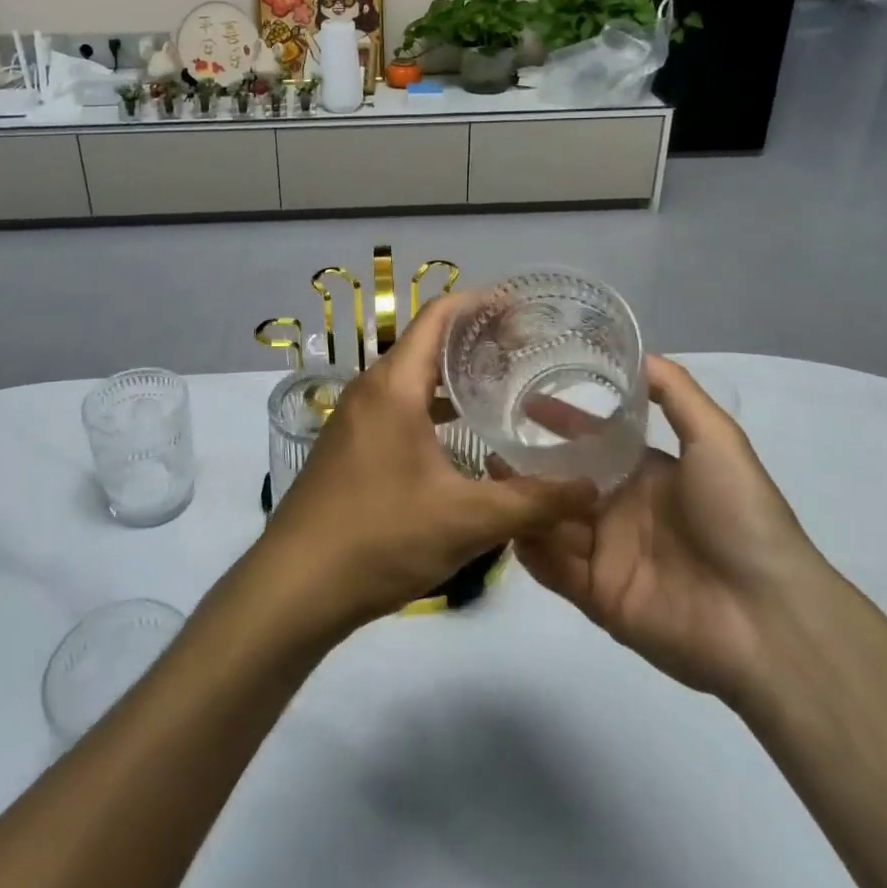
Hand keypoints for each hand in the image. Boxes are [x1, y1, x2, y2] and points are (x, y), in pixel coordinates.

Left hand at [257, 294, 596, 634]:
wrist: (295, 585)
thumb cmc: (380, 538)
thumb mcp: (466, 520)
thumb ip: (533, 502)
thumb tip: (590, 489)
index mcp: (394, 386)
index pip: (438, 317)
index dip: (479, 303)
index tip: (521, 305)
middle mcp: (371, 389)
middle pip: (426, 343)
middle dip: (474, 340)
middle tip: (525, 348)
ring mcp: (355, 417)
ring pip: (411, 378)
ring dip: (452, 376)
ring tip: (502, 384)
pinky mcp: (351, 445)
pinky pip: (398, 406)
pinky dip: (432, 405)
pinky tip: (461, 433)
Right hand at [510, 356, 827, 703]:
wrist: (767, 619)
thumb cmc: (740, 517)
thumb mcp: (717, 440)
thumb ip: (676, 393)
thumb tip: (638, 352)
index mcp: (647, 474)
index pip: (591, 440)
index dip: (559, 420)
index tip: (522, 399)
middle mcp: (622, 509)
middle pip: (563, 480)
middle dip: (528, 463)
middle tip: (489, 443)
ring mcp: (608, 554)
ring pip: (551, 520)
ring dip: (522, 501)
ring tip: (489, 480)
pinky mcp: (597, 596)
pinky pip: (553, 568)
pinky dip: (529, 549)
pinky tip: (506, 525)